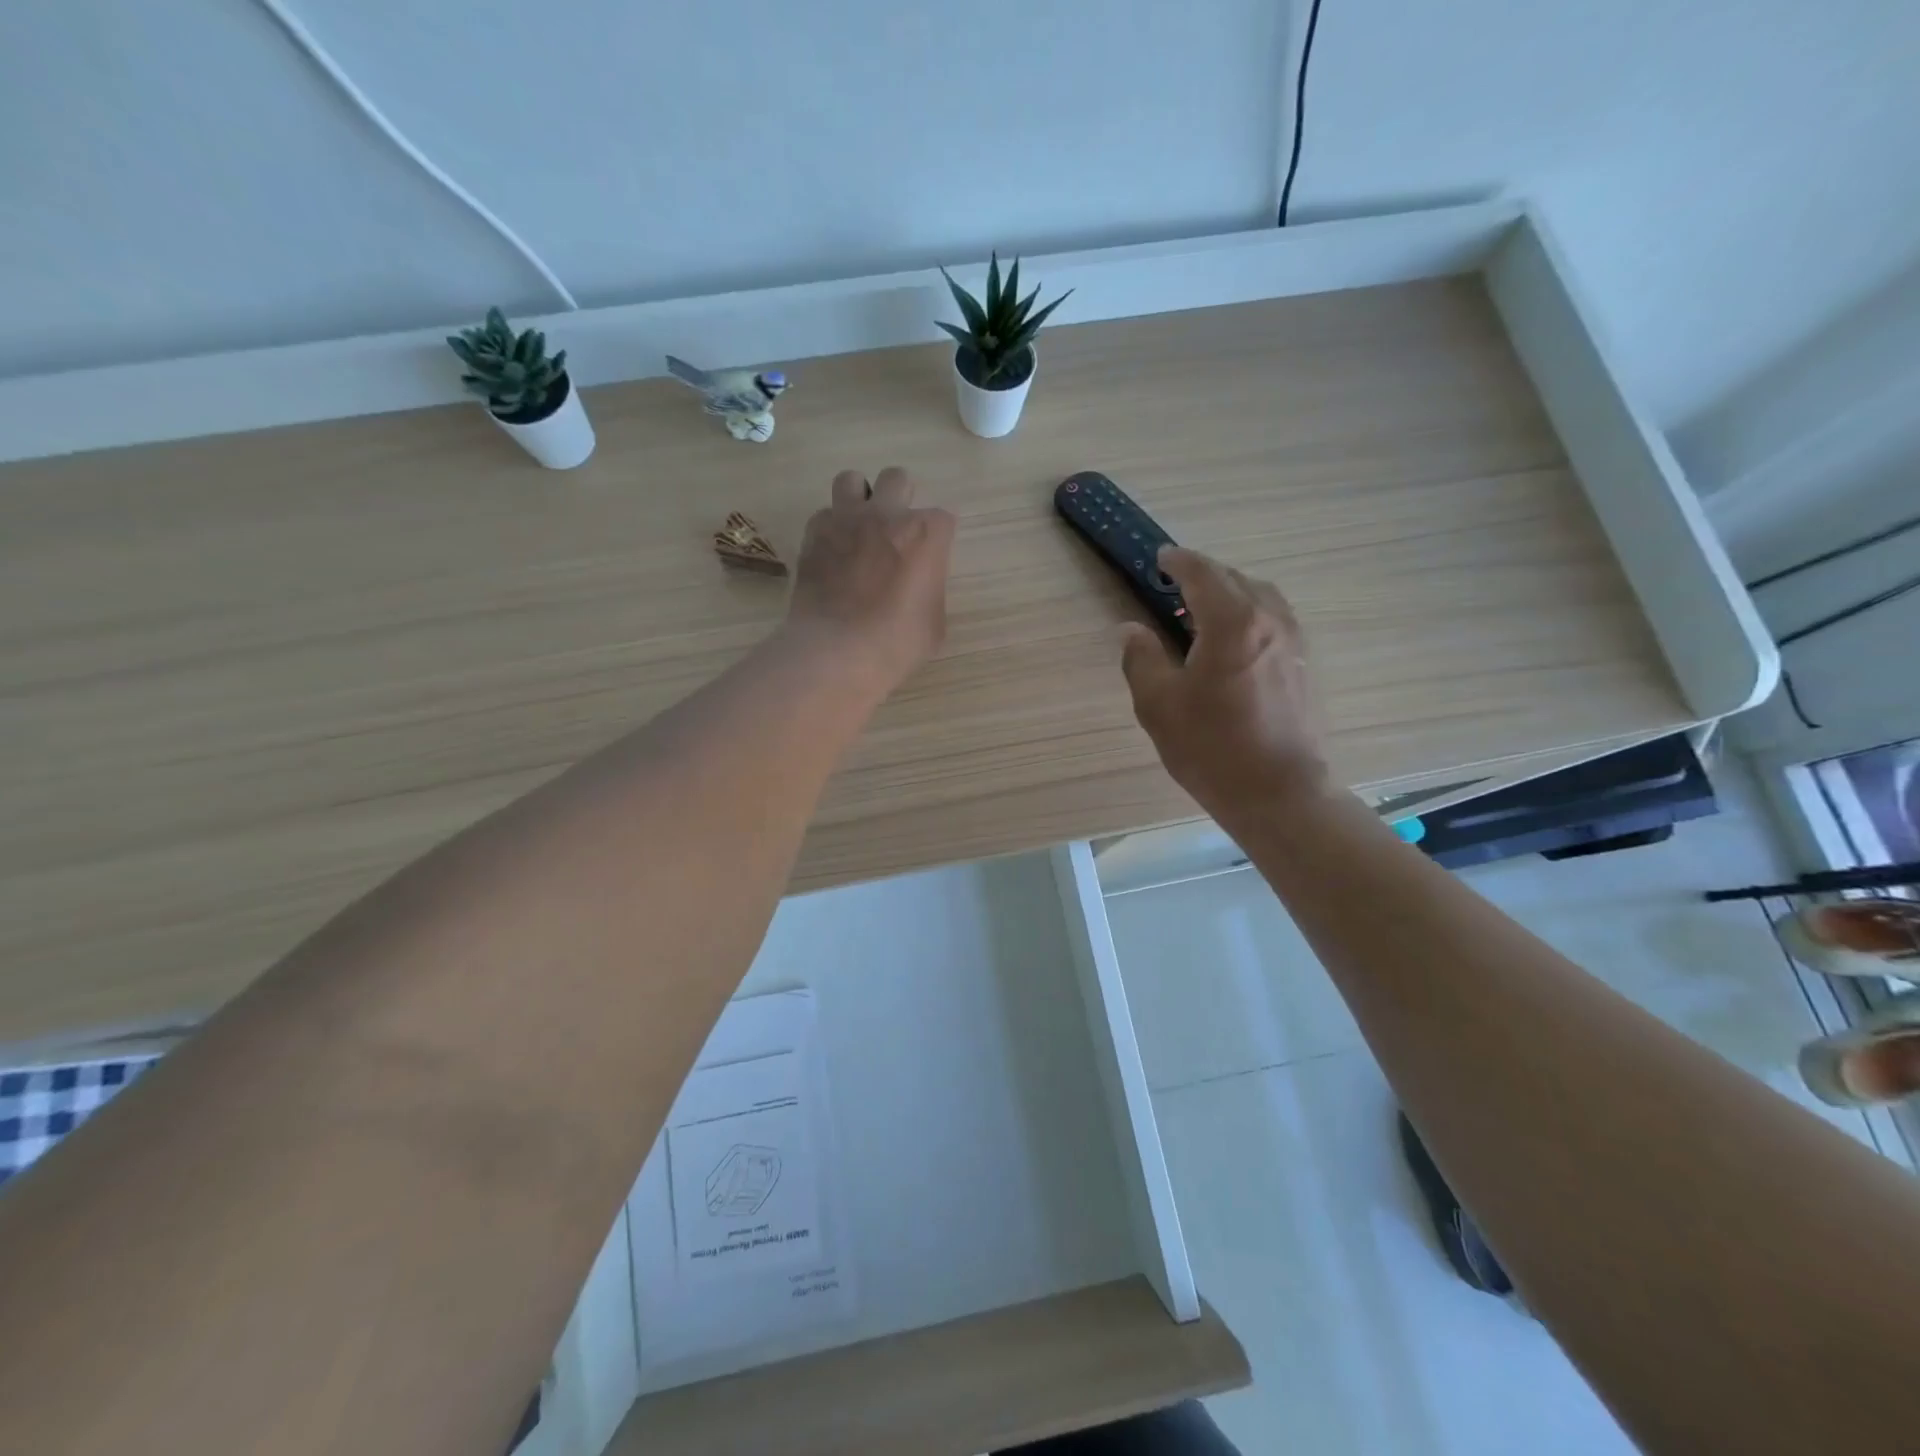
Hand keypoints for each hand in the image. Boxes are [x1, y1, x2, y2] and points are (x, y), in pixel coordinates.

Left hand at [785, 466, 956, 698]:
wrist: (837, 652)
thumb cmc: (897, 643)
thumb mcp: (934, 623)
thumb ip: (930, 589)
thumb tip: (919, 584)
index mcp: (926, 534)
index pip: (943, 519)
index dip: (937, 540)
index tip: (930, 560)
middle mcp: (886, 515)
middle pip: (898, 480)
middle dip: (901, 499)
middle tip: (896, 533)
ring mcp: (845, 520)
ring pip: (851, 480)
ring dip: (860, 499)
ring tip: (860, 528)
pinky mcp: (813, 536)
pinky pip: (823, 515)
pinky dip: (830, 528)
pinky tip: (833, 552)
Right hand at [1119, 547, 1330, 816]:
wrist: (1278, 792)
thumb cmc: (1211, 748)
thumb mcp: (1158, 704)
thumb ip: (1141, 658)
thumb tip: (1131, 629)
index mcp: (1231, 622)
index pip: (1203, 574)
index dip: (1179, 562)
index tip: (1160, 559)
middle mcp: (1269, 620)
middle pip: (1235, 579)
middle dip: (1204, 575)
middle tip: (1175, 586)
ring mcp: (1293, 642)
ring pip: (1261, 596)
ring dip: (1231, 592)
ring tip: (1204, 609)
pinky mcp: (1304, 664)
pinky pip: (1275, 618)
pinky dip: (1250, 612)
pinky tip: (1234, 639)